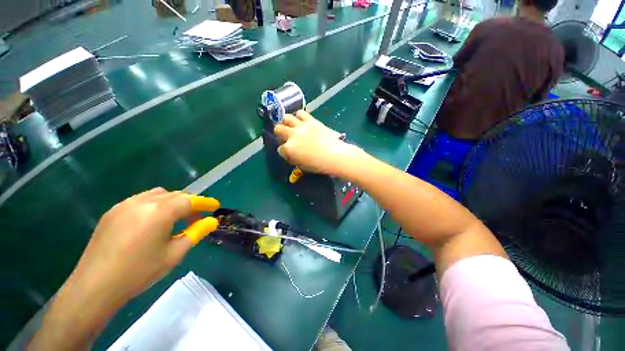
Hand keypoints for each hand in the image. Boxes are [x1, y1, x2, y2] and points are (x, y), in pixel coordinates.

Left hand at [72, 188, 210, 301]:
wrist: (94, 287)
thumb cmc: (139, 272)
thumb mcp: (174, 254)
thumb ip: (196, 233)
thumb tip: (212, 221)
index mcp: (160, 212)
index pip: (190, 200)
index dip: (205, 202)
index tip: (215, 206)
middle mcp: (143, 202)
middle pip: (175, 195)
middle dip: (190, 203)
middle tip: (196, 218)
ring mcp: (125, 204)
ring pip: (158, 195)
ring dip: (172, 202)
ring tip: (175, 219)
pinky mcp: (113, 211)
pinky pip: (141, 200)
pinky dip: (155, 205)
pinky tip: (152, 222)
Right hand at [274, 110, 362, 174]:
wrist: (334, 155)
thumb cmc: (318, 164)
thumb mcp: (302, 166)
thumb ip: (293, 158)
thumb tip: (290, 154)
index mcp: (289, 148)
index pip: (280, 149)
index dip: (284, 152)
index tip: (288, 153)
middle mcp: (292, 135)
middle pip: (278, 129)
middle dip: (279, 133)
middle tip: (285, 136)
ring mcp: (301, 126)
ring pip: (287, 117)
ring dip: (287, 122)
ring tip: (291, 125)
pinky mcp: (311, 120)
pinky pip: (301, 113)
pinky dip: (299, 116)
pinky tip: (301, 120)